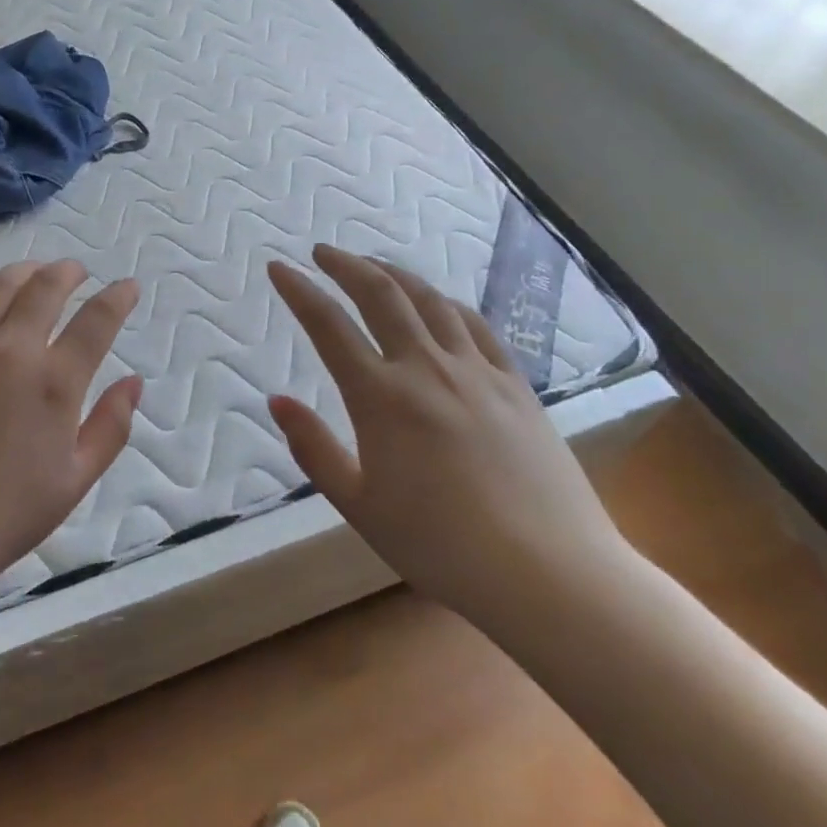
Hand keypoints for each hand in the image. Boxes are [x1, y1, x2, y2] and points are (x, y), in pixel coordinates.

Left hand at [0, 260, 141, 607]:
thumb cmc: (4, 516)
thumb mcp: (75, 481)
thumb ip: (111, 427)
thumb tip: (134, 382)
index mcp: (55, 382)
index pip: (97, 320)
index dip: (118, 297)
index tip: (127, 286)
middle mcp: (12, 350)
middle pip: (46, 287)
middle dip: (69, 271)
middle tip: (77, 272)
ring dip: (25, 272)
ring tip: (34, 274)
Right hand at [266, 245, 633, 634]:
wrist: (549, 574)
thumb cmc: (441, 547)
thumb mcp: (359, 505)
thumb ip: (313, 449)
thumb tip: (277, 399)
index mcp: (381, 397)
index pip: (328, 325)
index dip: (299, 290)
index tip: (278, 267)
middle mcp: (426, 368)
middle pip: (380, 295)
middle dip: (345, 265)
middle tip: (322, 252)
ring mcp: (476, 371)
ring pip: (429, 300)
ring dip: (393, 274)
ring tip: (373, 265)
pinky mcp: (515, 383)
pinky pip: (475, 325)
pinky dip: (445, 303)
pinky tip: (437, 302)